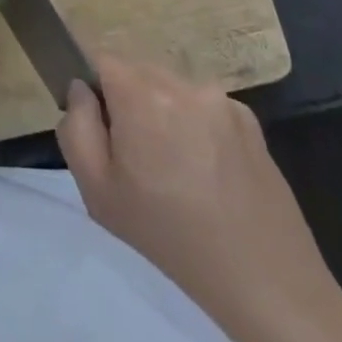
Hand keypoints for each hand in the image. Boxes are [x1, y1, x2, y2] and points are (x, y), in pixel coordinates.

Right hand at [58, 54, 341, 341]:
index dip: (95, 91)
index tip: (104, 131)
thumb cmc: (169, 237)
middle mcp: (182, 83)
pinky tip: (208, 173)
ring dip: (164, 113)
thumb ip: (77, 128)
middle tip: (138, 158)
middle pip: (139, 72)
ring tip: (176, 170)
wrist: (265, 280)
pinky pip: (206, 108)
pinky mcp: (250, 120)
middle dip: (130, 102)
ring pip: (172, 89)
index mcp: (142, 94)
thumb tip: (81, 90)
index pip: (102, 60)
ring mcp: (220, 99)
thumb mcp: (98, 192)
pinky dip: (198, 127)